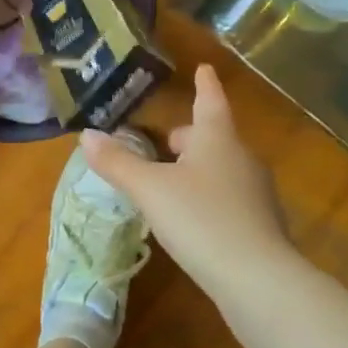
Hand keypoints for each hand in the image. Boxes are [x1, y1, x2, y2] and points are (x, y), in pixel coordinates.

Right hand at [79, 64, 296, 291]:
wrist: (258, 280)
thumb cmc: (200, 219)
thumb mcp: (150, 190)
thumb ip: (118, 162)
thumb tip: (86, 135)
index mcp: (217, 139)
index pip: (210, 101)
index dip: (204, 84)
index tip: (204, 68)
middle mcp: (242, 158)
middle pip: (213, 137)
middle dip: (190, 137)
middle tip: (166, 140)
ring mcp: (257, 193)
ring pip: (222, 168)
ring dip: (198, 169)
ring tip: (171, 182)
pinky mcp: (261, 226)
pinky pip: (230, 198)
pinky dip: (209, 199)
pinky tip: (193, 221)